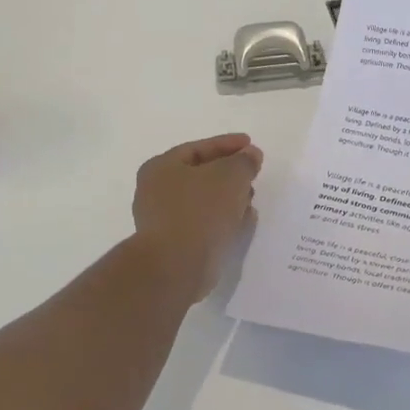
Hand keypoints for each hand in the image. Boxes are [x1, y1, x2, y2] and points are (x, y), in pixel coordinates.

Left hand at [132, 134, 264, 300]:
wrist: (177, 265)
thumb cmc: (200, 210)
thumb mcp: (230, 175)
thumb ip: (244, 161)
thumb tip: (250, 155)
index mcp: (161, 167)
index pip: (199, 148)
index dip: (228, 144)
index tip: (252, 145)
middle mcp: (156, 192)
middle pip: (201, 174)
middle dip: (230, 173)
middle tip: (253, 173)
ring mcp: (163, 221)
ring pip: (204, 201)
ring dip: (229, 198)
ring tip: (252, 199)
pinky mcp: (175, 245)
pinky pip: (204, 224)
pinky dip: (223, 219)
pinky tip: (243, 221)